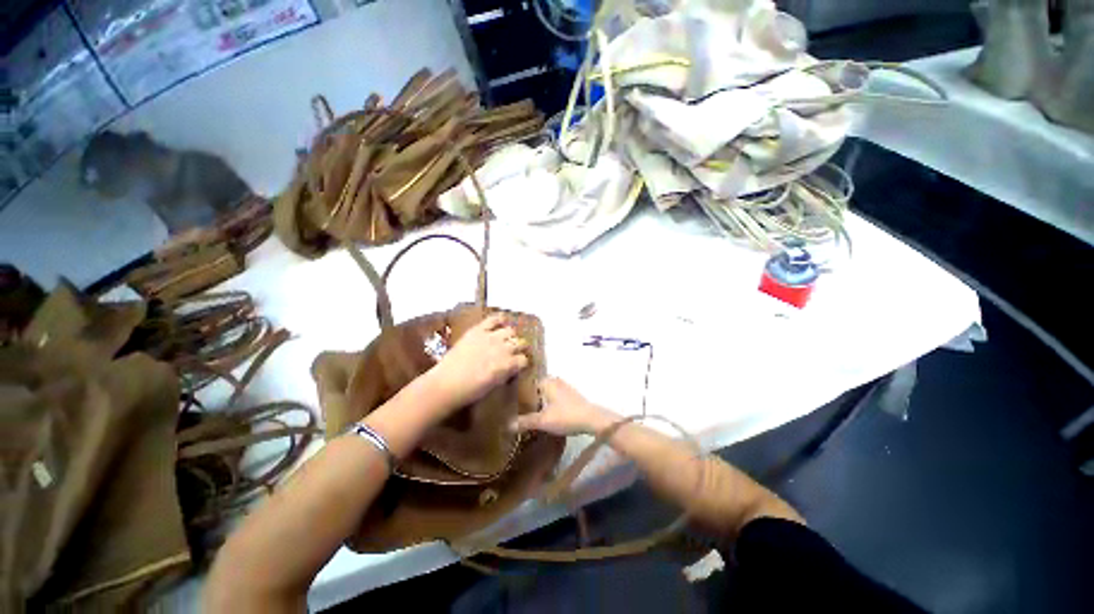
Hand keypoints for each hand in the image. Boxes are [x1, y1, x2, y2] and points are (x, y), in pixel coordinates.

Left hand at [426, 313, 528, 413]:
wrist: (445, 384)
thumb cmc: (470, 392)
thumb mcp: (494, 385)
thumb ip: (506, 373)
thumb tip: (512, 368)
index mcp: (507, 365)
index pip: (524, 359)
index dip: (522, 363)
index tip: (519, 365)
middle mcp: (503, 349)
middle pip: (520, 343)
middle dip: (520, 348)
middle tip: (515, 352)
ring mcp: (490, 337)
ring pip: (510, 330)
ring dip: (511, 336)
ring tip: (506, 339)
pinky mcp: (478, 330)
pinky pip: (494, 319)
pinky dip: (499, 320)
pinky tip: (500, 323)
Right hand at [512, 377, 616, 435]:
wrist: (591, 419)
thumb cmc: (565, 416)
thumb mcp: (543, 421)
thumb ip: (525, 421)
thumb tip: (507, 425)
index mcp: (546, 381)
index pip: (527, 382)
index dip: (518, 391)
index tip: (508, 400)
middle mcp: (554, 380)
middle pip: (536, 387)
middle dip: (528, 396)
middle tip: (516, 407)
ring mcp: (563, 386)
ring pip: (545, 391)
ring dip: (538, 399)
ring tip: (527, 411)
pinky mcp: (570, 394)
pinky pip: (553, 395)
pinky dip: (547, 402)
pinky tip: (544, 412)